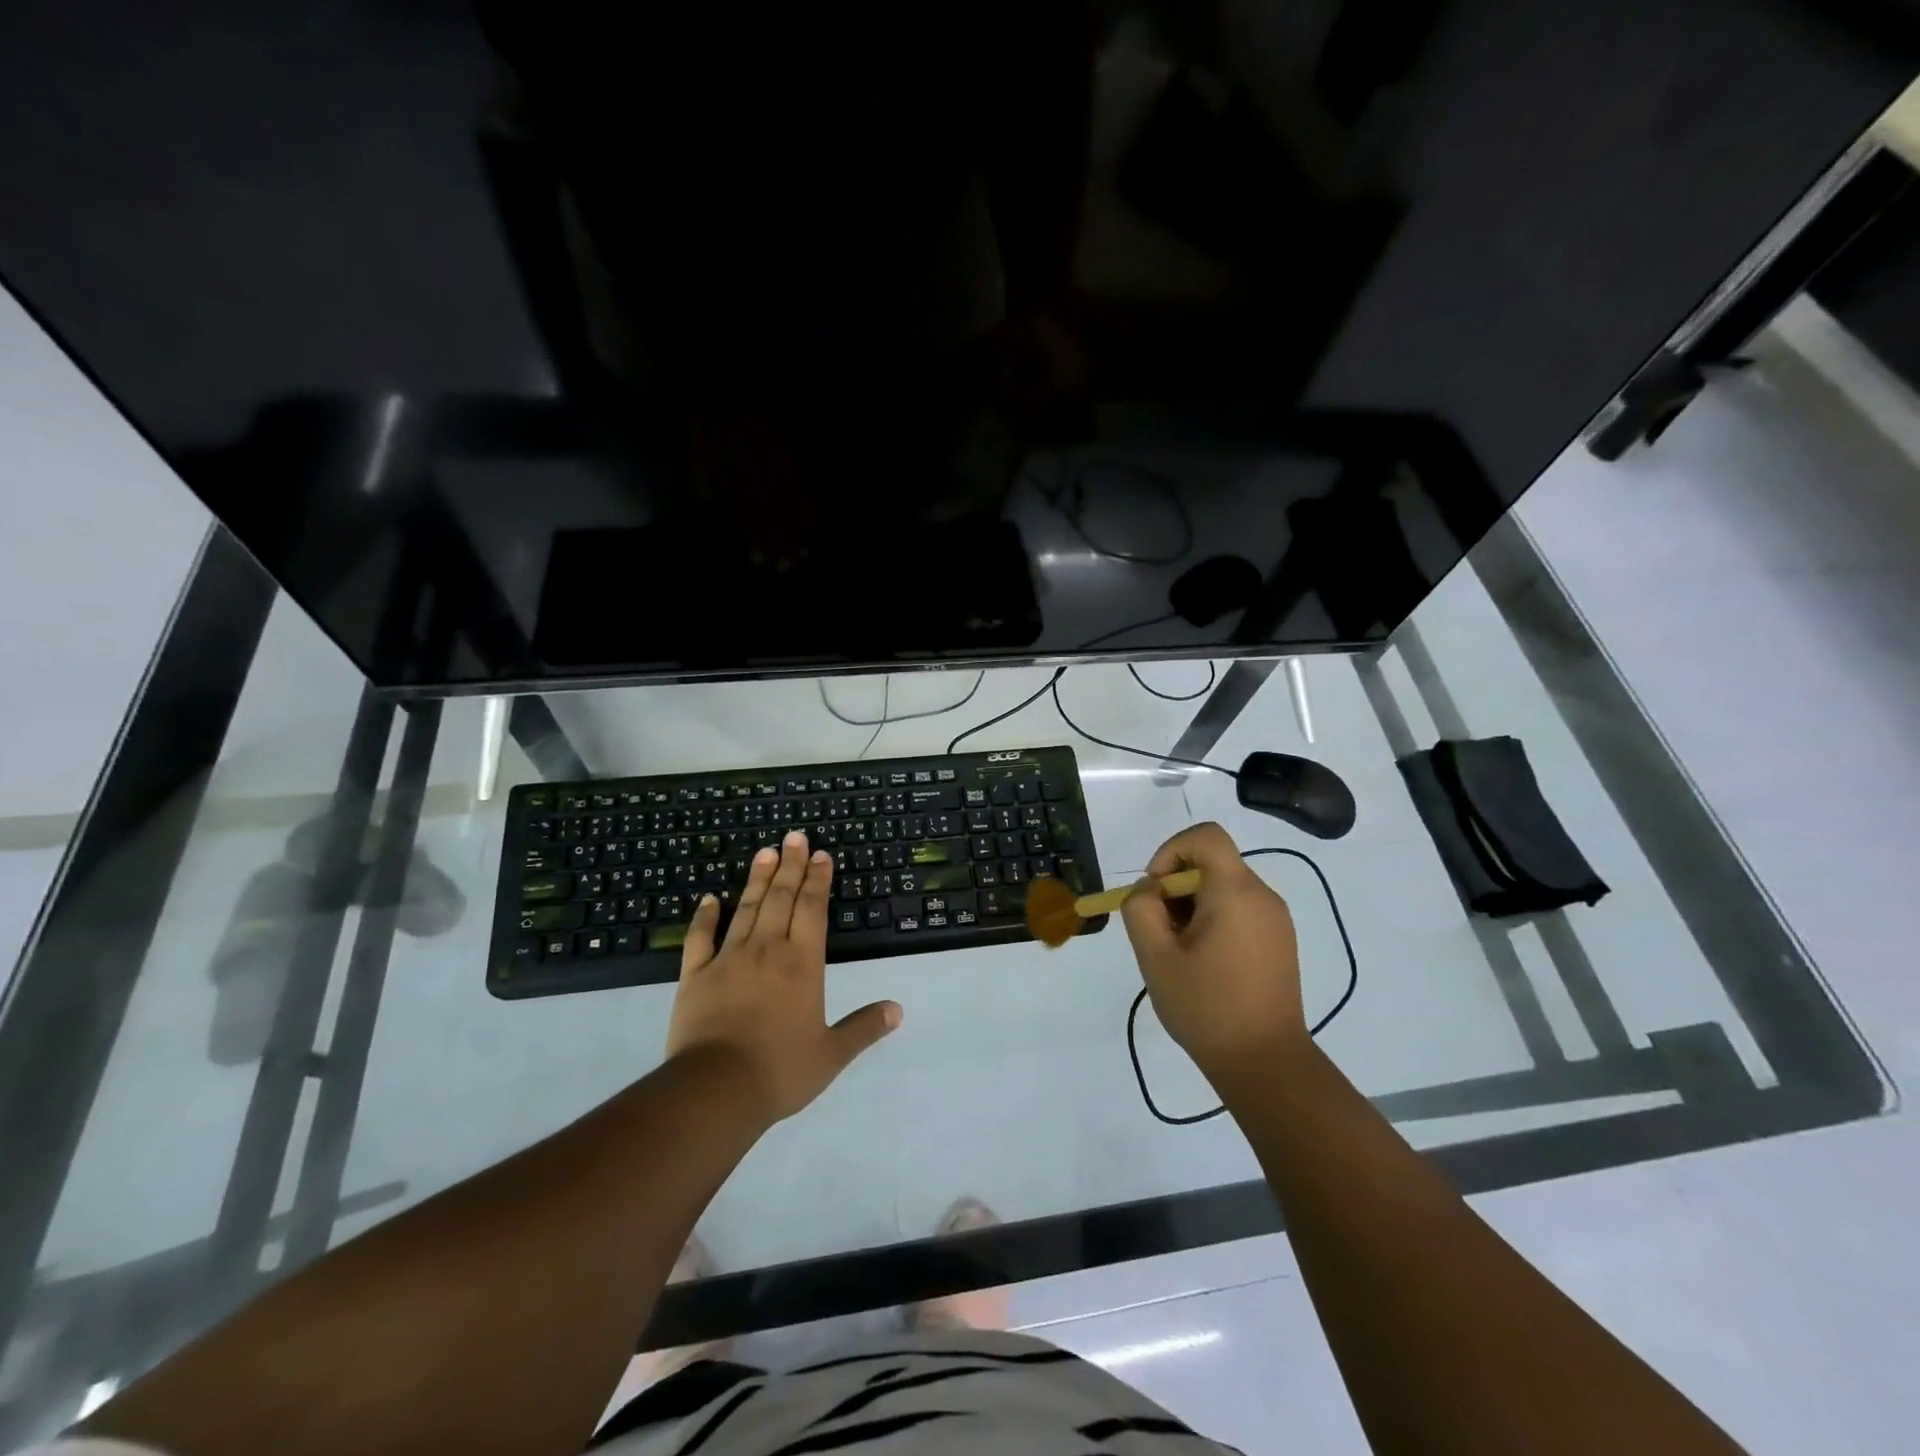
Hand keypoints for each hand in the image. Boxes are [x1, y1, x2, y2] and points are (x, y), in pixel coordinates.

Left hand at [666, 830, 901, 1123]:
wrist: (715, 1090)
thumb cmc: (780, 1070)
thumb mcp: (832, 1054)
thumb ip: (864, 1028)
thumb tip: (898, 1010)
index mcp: (802, 964)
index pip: (813, 909)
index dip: (818, 880)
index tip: (821, 855)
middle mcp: (767, 950)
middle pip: (781, 899)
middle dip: (790, 866)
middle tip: (794, 836)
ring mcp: (727, 959)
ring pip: (746, 909)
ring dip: (757, 879)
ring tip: (765, 852)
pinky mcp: (695, 976)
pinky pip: (700, 938)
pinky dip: (705, 916)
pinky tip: (709, 898)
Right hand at [1119, 822, 1306, 1084]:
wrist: (1266, 1064)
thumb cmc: (1206, 1007)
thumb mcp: (1155, 956)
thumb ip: (1141, 909)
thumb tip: (1150, 890)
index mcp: (1235, 891)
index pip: (1205, 836)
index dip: (1170, 851)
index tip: (1155, 891)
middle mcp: (1262, 895)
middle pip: (1211, 863)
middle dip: (1175, 887)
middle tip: (1160, 932)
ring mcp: (1276, 919)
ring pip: (1222, 887)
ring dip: (1191, 906)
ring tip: (1179, 952)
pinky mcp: (1279, 941)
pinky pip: (1239, 909)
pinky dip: (1212, 920)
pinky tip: (1203, 962)